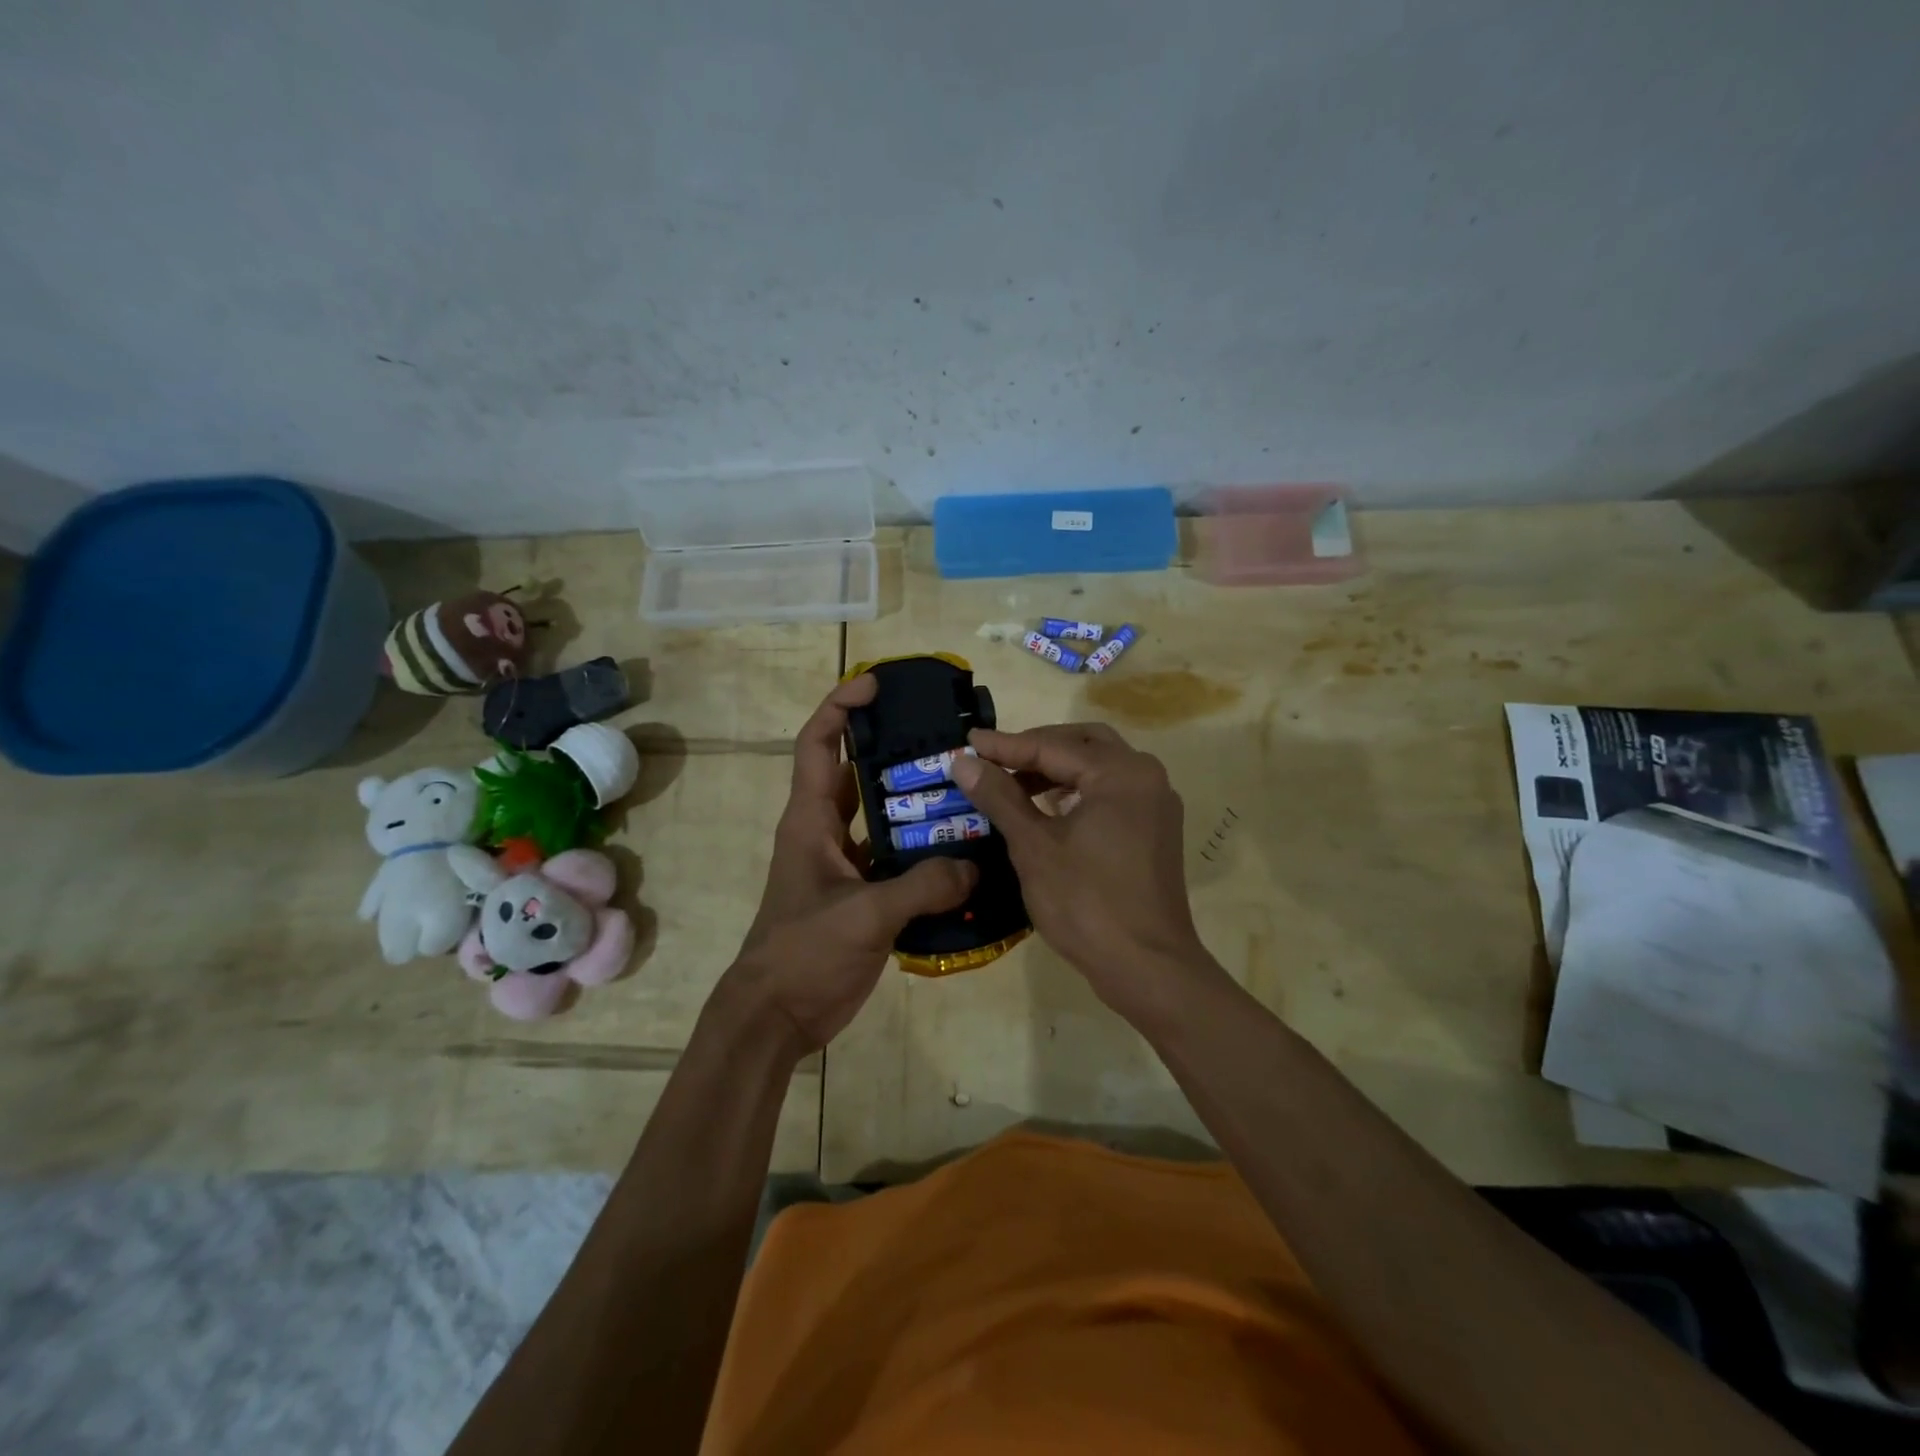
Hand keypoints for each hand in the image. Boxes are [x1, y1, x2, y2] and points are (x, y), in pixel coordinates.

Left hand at [723, 674, 976, 1054]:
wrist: (776, 1016)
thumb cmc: (803, 953)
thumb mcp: (863, 916)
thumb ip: (922, 887)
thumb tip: (975, 867)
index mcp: (810, 819)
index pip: (819, 744)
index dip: (841, 707)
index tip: (877, 685)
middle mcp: (825, 832)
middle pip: (857, 773)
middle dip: (893, 749)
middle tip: (944, 737)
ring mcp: (843, 865)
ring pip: (881, 817)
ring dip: (915, 803)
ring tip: (966, 788)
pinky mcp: (860, 895)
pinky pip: (896, 859)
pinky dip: (923, 852)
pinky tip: (963, 852)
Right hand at [950, 723, 1220, 1024]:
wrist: (1146, 966)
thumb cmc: (1086, 903)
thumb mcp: (1034, 847)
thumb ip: (999, 797)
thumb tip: (963, 762)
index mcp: (1120, 773)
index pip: (1052, 746)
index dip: (1005, 746)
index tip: (965, 742)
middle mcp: (1145, 776)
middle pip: (1082, 744)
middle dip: (1035, 748)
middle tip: (993, 759)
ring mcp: (1155, 803)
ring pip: (1098, 767)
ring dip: (1056, 769)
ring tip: (1012, 783)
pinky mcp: (1155, 829)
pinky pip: (1111, 792)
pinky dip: (1077, 790)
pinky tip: (1047, 807)